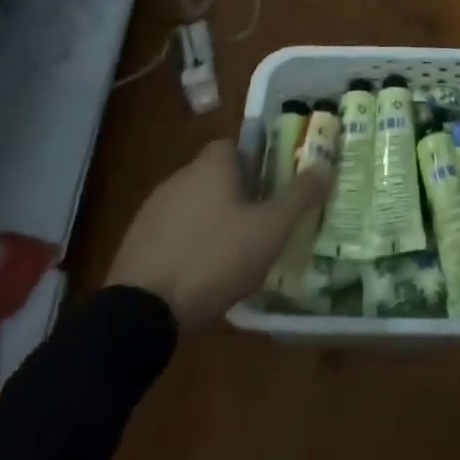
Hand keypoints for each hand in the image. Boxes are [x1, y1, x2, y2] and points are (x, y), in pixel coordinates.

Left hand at [106, 139, 330, 329]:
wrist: (139, 313)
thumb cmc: (214, 258)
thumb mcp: (270, 229)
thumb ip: (299, 196)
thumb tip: (325, 165)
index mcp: (211, 166)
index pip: (234, 146)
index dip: (256, 162)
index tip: (271, 187)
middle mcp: (179, 177)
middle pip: (214, 175)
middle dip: (236, 194)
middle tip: (259, 223)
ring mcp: (152, 211)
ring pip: (192, 205)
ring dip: (210, 221)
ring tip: (232, 254)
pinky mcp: (135, 245)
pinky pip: (172, 234)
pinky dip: (187, 246)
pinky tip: (200, 276)